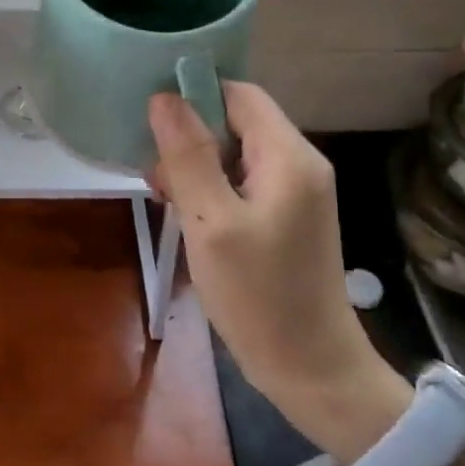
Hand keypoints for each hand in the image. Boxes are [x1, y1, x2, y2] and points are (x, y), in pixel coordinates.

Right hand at [149, 82, 408, 458]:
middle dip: (190, 139)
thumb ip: (188, 156)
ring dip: (196, 168)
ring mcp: (296, 192)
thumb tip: (164, 98)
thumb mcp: (211, 223)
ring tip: (166, 200)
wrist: (312, 371)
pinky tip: (188, 217)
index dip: (195, 97)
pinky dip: (212, 190)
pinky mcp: (287, 217)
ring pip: (235, 153)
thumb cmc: (259, 297)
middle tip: (156, 177)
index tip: (152, 124)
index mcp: (289, 156)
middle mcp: (299, 164)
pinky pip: (242, 183)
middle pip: (236, 122)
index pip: (238, 94)